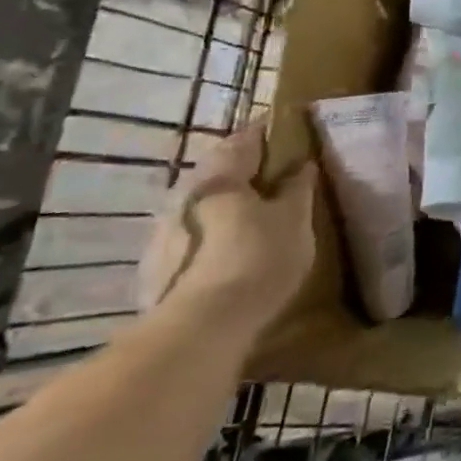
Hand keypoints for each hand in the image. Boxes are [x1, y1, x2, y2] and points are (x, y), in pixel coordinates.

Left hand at [138, 121, 316, 334]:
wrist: (201, 329)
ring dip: (230, 204)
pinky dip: (216, 233)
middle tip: (279, 176)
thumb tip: (302, 164)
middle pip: (220, 171)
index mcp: (219, 175)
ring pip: (205, 204)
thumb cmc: (258, 259)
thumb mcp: (295, 219)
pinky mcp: (158, 266)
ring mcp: (164, 232)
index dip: (269, 132)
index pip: (246, 138)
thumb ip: (298, 187)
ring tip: (260, 217)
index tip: (290, 131)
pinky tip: (234, 251)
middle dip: (247, 170)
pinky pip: (195, 235)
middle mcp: (185, 194)